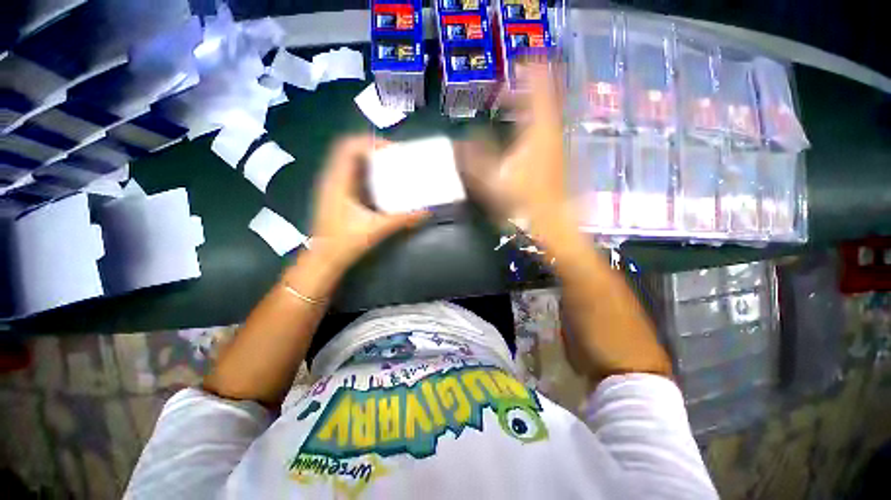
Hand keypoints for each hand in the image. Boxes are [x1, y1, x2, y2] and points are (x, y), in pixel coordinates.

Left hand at [308, 135, 428, 271]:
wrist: (324, 259)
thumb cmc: (345, 242)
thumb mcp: (377, 228)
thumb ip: (403, 219)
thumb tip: (426, 211)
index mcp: (338, 182)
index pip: (348, 147)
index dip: (369, 142)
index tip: (392, 149)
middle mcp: (331, 179)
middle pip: (348, 150)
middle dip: (371, 148)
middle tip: (393, 156)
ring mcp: (331, 187)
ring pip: (347, 162)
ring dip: (367, 159)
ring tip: (389, 165)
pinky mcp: (335, 195)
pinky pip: (349, 174)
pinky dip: (364, 171)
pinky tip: (379, 183)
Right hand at [458, 62, 571, 229]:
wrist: (552, 222)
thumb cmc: (523, 201)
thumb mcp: (492, 180)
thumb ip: (474, 159)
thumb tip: (461, 141)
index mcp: (537, 130)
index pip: (538, 87)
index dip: (528, 71)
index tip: (516, 63)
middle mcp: (552, 131)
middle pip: (544, 97)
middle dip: (524, 89)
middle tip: (504, 91)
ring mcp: (557, 144)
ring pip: (545, 113)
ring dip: (527, 106)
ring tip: (509, 107)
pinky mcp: (558, 156)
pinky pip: (546, 129)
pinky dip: (533, 124)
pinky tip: (521, 133)